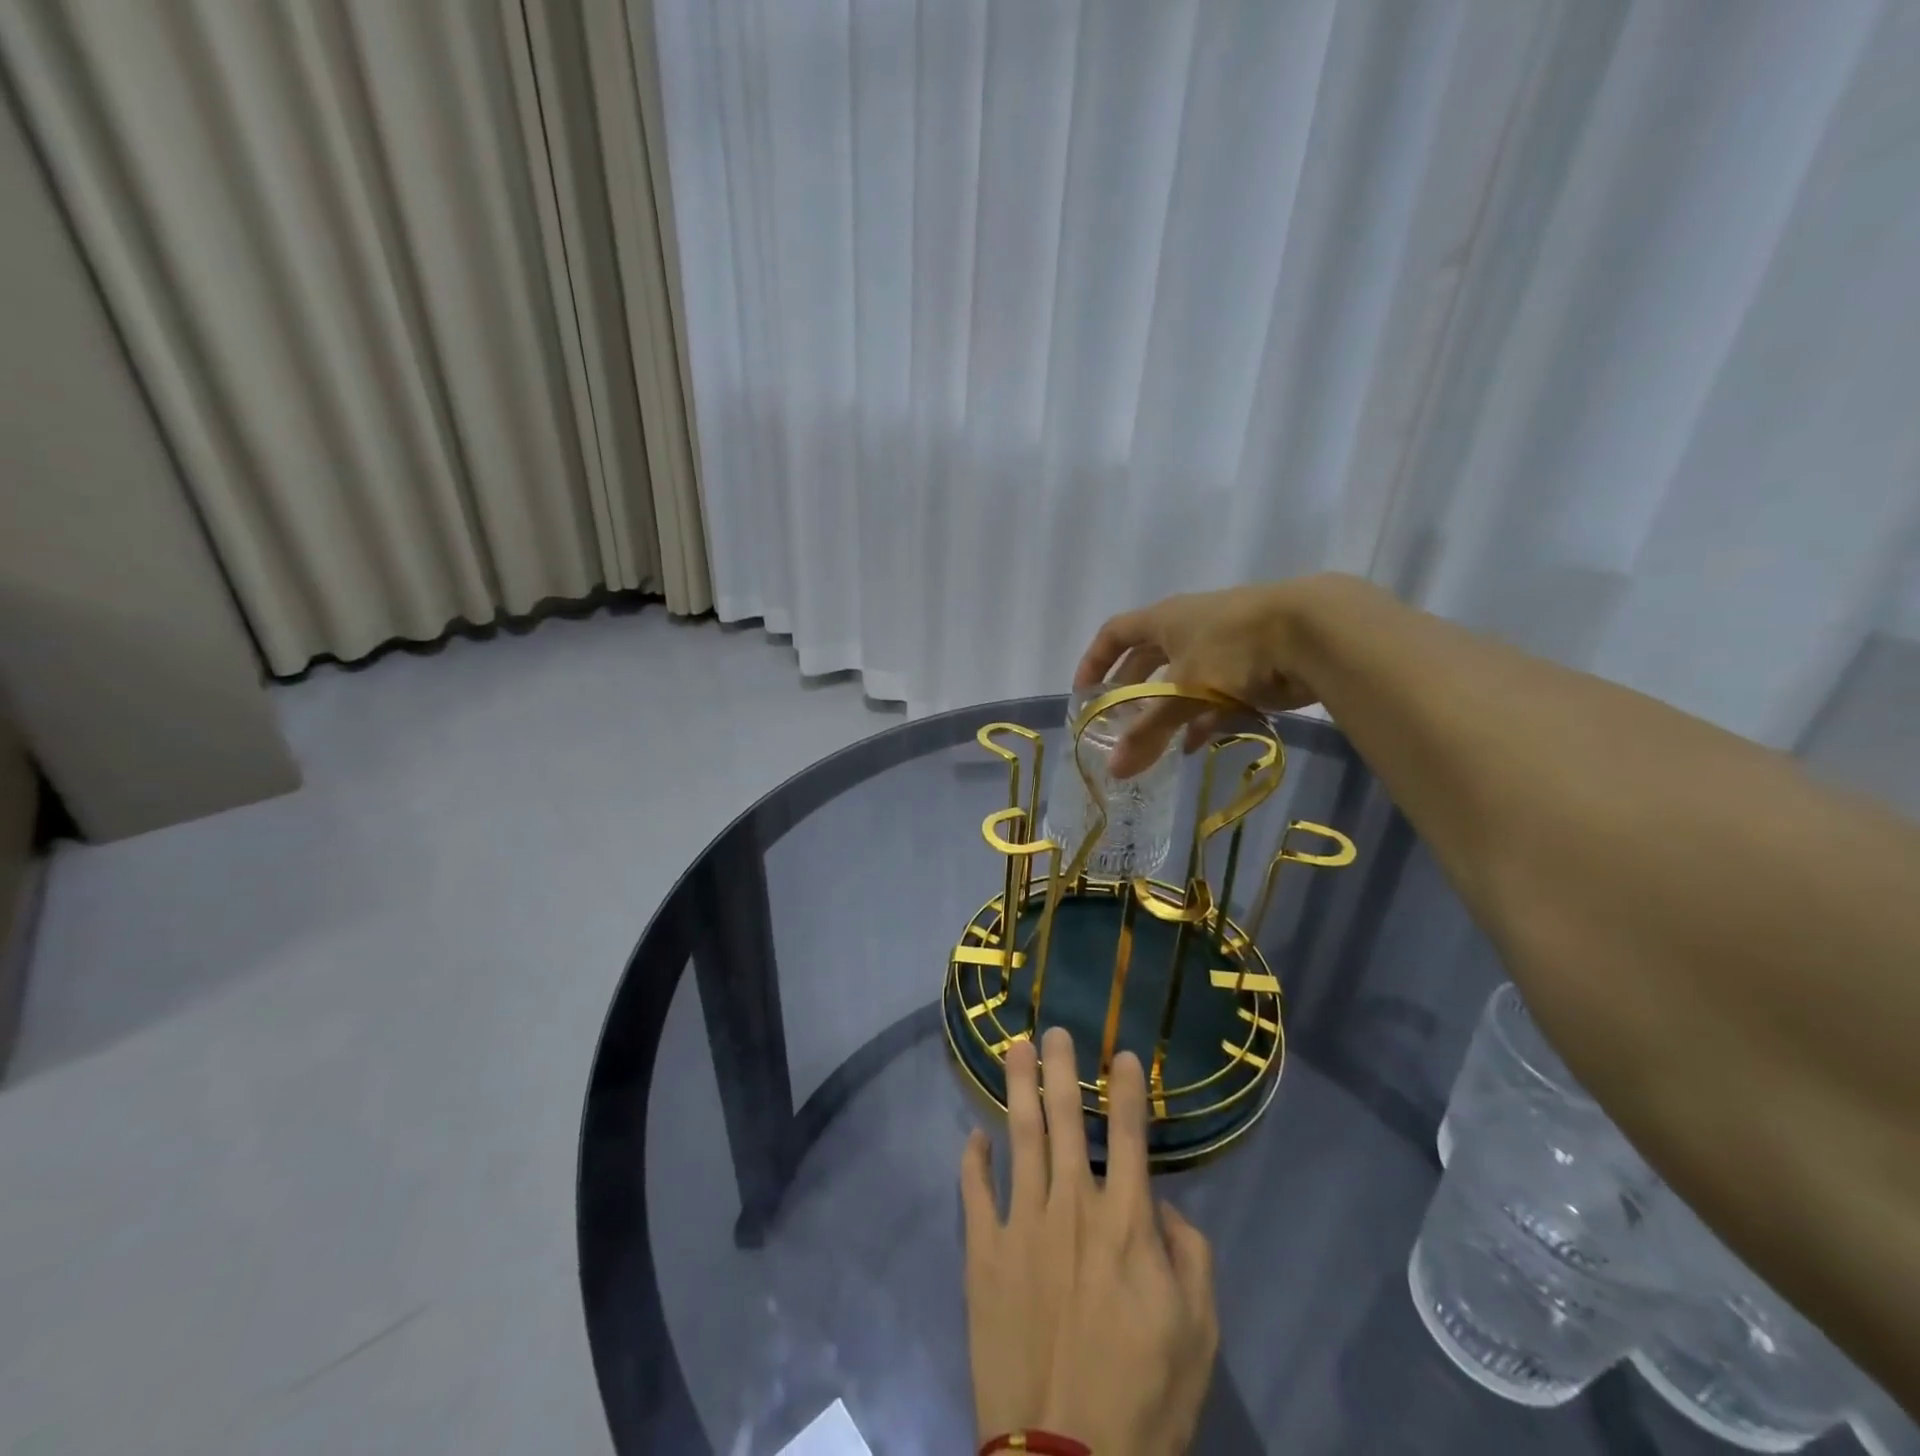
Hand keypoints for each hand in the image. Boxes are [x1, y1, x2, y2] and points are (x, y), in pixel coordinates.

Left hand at [961, 1027, 1218, 1455]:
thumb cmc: (1145, 1398)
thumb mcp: (1198, 1333)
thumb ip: (1189, 1255)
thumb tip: (1158, 1204)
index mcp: (1125, 1223)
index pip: (1128, 1136)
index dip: (1127, 1090)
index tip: (1122, 1054)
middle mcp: (1071, 1207)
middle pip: (1065, 1119)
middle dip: (1061, 1069)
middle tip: (1054, 1029)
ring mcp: (1021, 1226)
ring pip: (1018, 1137)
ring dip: (1017, 1087)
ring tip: (1015, 1049)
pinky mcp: (983, 1254)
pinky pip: (975, 1192)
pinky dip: (973, 1159)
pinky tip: (973, 1135)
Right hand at [1074, 574, 1373, 775]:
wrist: (1316, 631)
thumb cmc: (1233, 649)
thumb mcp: (1183, 692)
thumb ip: (1148, 731)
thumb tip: (1113, 770)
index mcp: (1164, 620)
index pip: (1115, 633)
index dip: (1095, 660)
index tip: (1083, 693)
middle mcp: (1190, 626)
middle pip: (1148, 658)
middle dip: (1130, 690)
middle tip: (1116, 723)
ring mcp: (1223, 644)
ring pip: (1183, 678)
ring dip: (1167, 709)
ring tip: (1155, 742)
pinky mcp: (1253, 663)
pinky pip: (1216, 692)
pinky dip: (1202, 716)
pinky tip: (1196, 743)